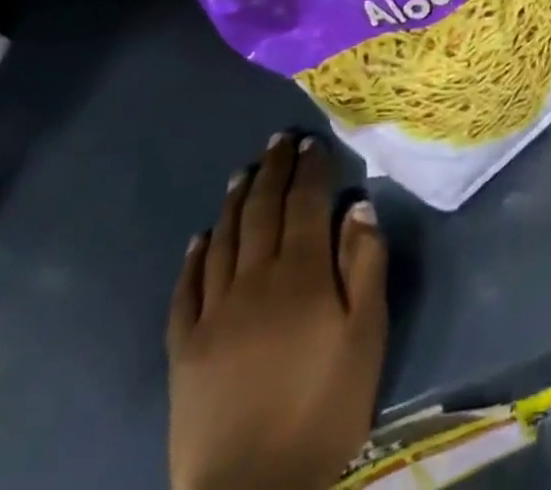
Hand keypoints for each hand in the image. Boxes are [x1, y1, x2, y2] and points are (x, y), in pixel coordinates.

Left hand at [168, 133, 387, 489]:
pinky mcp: (184, 348)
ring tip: (244, 172)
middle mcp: (254, 280)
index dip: (310, 169)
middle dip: (273, 171)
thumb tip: (358, 206)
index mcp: (301, 275)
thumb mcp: (365, 336)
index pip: (305, 204)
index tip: (313, 143)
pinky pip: (187, 289)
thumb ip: (365, 265)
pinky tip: (201, 237)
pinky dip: (195, 256)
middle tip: (279, 141)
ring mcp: (214, 313)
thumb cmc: (324, 408)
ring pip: (224, 240)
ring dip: (236, 201)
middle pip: (262, 211)